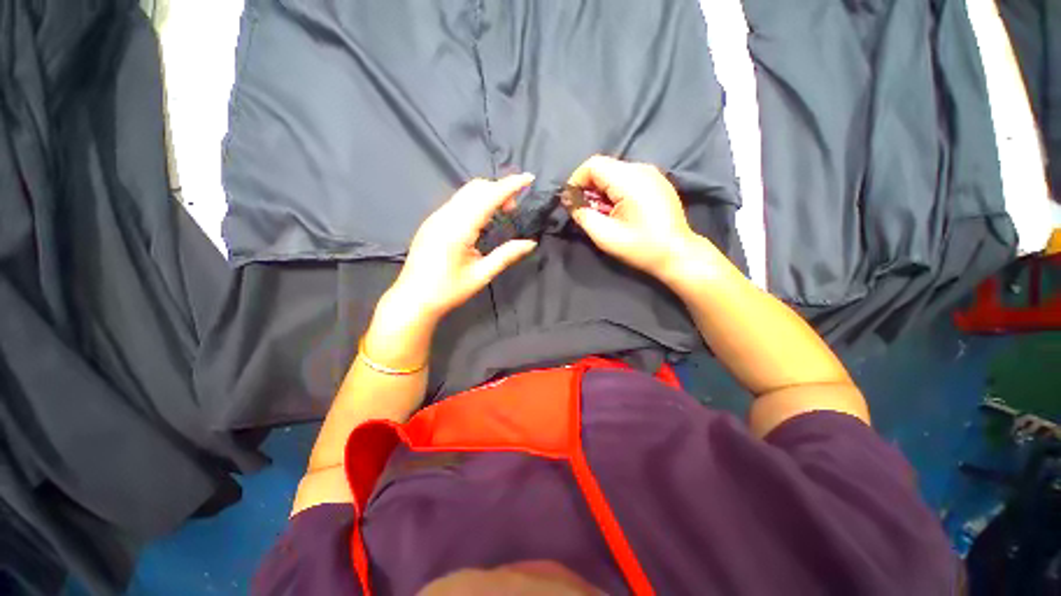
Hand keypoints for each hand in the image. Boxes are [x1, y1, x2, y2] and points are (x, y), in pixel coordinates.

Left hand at [389, 174, 537, 322]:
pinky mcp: (432, 222)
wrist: (413, 298)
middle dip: (499, 189)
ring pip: (465, 192)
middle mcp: (445, 216)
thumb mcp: (481, 275)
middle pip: (476, 187)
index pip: (488, 197)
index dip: (510, 185)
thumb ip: (506, 255)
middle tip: (513, 211)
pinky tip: (482, 221)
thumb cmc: (448, 290)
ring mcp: (436, 217)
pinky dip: (475, 202)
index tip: (529, 178)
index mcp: (458, 229)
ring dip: (487, 195)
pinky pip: (457, 202)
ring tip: (501, 214)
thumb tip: (530, 243)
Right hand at [567, 155, 711, 281]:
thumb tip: (570, 202)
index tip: (571, 202)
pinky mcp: (657, 182)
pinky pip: (627, 178)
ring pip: (615, 172)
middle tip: (586, 211)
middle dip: (588, 187)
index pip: (593, 164)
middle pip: (604, 167)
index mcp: (629, 179)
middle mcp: (641, 169)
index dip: (576, 181)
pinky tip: (617, 210)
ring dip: (601, 190)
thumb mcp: (605, 235)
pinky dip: (615, 190)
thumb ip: (583, 215)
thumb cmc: (641, 247)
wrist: (677, 254)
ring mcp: (652, 174)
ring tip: (602, 213)